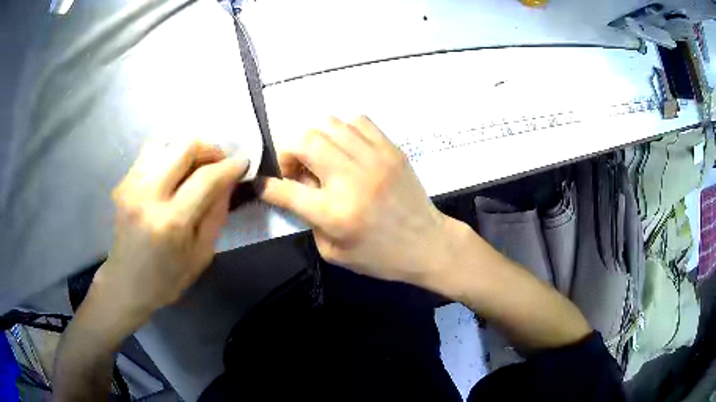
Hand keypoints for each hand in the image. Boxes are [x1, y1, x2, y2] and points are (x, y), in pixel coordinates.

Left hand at [93, 139, 247, 324]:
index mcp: (171, 222)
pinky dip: (169, 154)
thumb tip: (228, 182)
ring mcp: (131, 185)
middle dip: (209, 148)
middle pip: (183, 146)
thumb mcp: (201, 255)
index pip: (206, 178)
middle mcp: (148, 196)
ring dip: (187, 148)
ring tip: (196, 164)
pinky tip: (175, 171)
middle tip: (219, 161)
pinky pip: (151, 153)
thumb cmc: (166, 279)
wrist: (126, 283)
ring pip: (166, 142)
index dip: (229, 166)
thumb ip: (216, 215)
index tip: (243, 162)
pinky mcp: (123, 182)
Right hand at [261, 116, 459, 284]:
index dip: (265, 185)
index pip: (285, 189)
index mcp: (335, 213)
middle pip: (304, 141)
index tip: (261, 183)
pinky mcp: (391, 149)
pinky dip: (343, 130)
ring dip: (315, 138)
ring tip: (321, 157)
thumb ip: (308, 217)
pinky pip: (358, 121)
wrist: (427, 244)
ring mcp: (375, 159)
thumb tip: (296, 185)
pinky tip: (346, 148)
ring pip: (329, 123)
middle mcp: (352, 179)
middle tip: (296, 168)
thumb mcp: (333, 251)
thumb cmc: (379, 256)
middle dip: (288, 151)